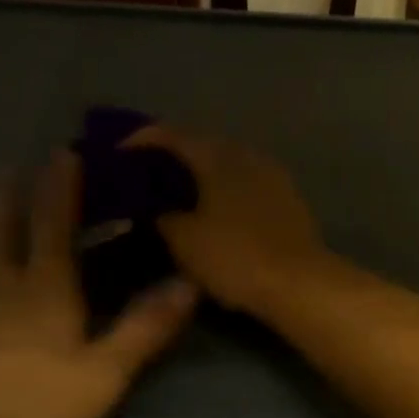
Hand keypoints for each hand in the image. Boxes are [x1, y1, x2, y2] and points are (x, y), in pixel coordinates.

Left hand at [0, 153, 197, 417]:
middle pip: (2, 233)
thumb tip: (188, 284)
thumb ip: (146, 328)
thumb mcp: (106, 373)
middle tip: (8, 169)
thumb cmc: (37, 412)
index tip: (62, 154)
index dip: (60, 189)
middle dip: (8, 198)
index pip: (54, 226)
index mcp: (44, 290)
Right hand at [125, 126, 330, 313]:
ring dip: (201, 175)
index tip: (118, 151)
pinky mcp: (288, 199)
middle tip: (145, 176)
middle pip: (204, 146)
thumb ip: (162, 216)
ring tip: (177, 196)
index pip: (173, 135)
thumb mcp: (184, 240)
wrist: (299, 281)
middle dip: (174, 158)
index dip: (143, 139)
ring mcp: (273, 176)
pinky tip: (214, 212)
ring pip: (227, 166)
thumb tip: (156, 208)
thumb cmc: (234, 256)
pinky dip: (224, 191)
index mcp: (219, 157)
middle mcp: (248, 156)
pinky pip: (246, 184)